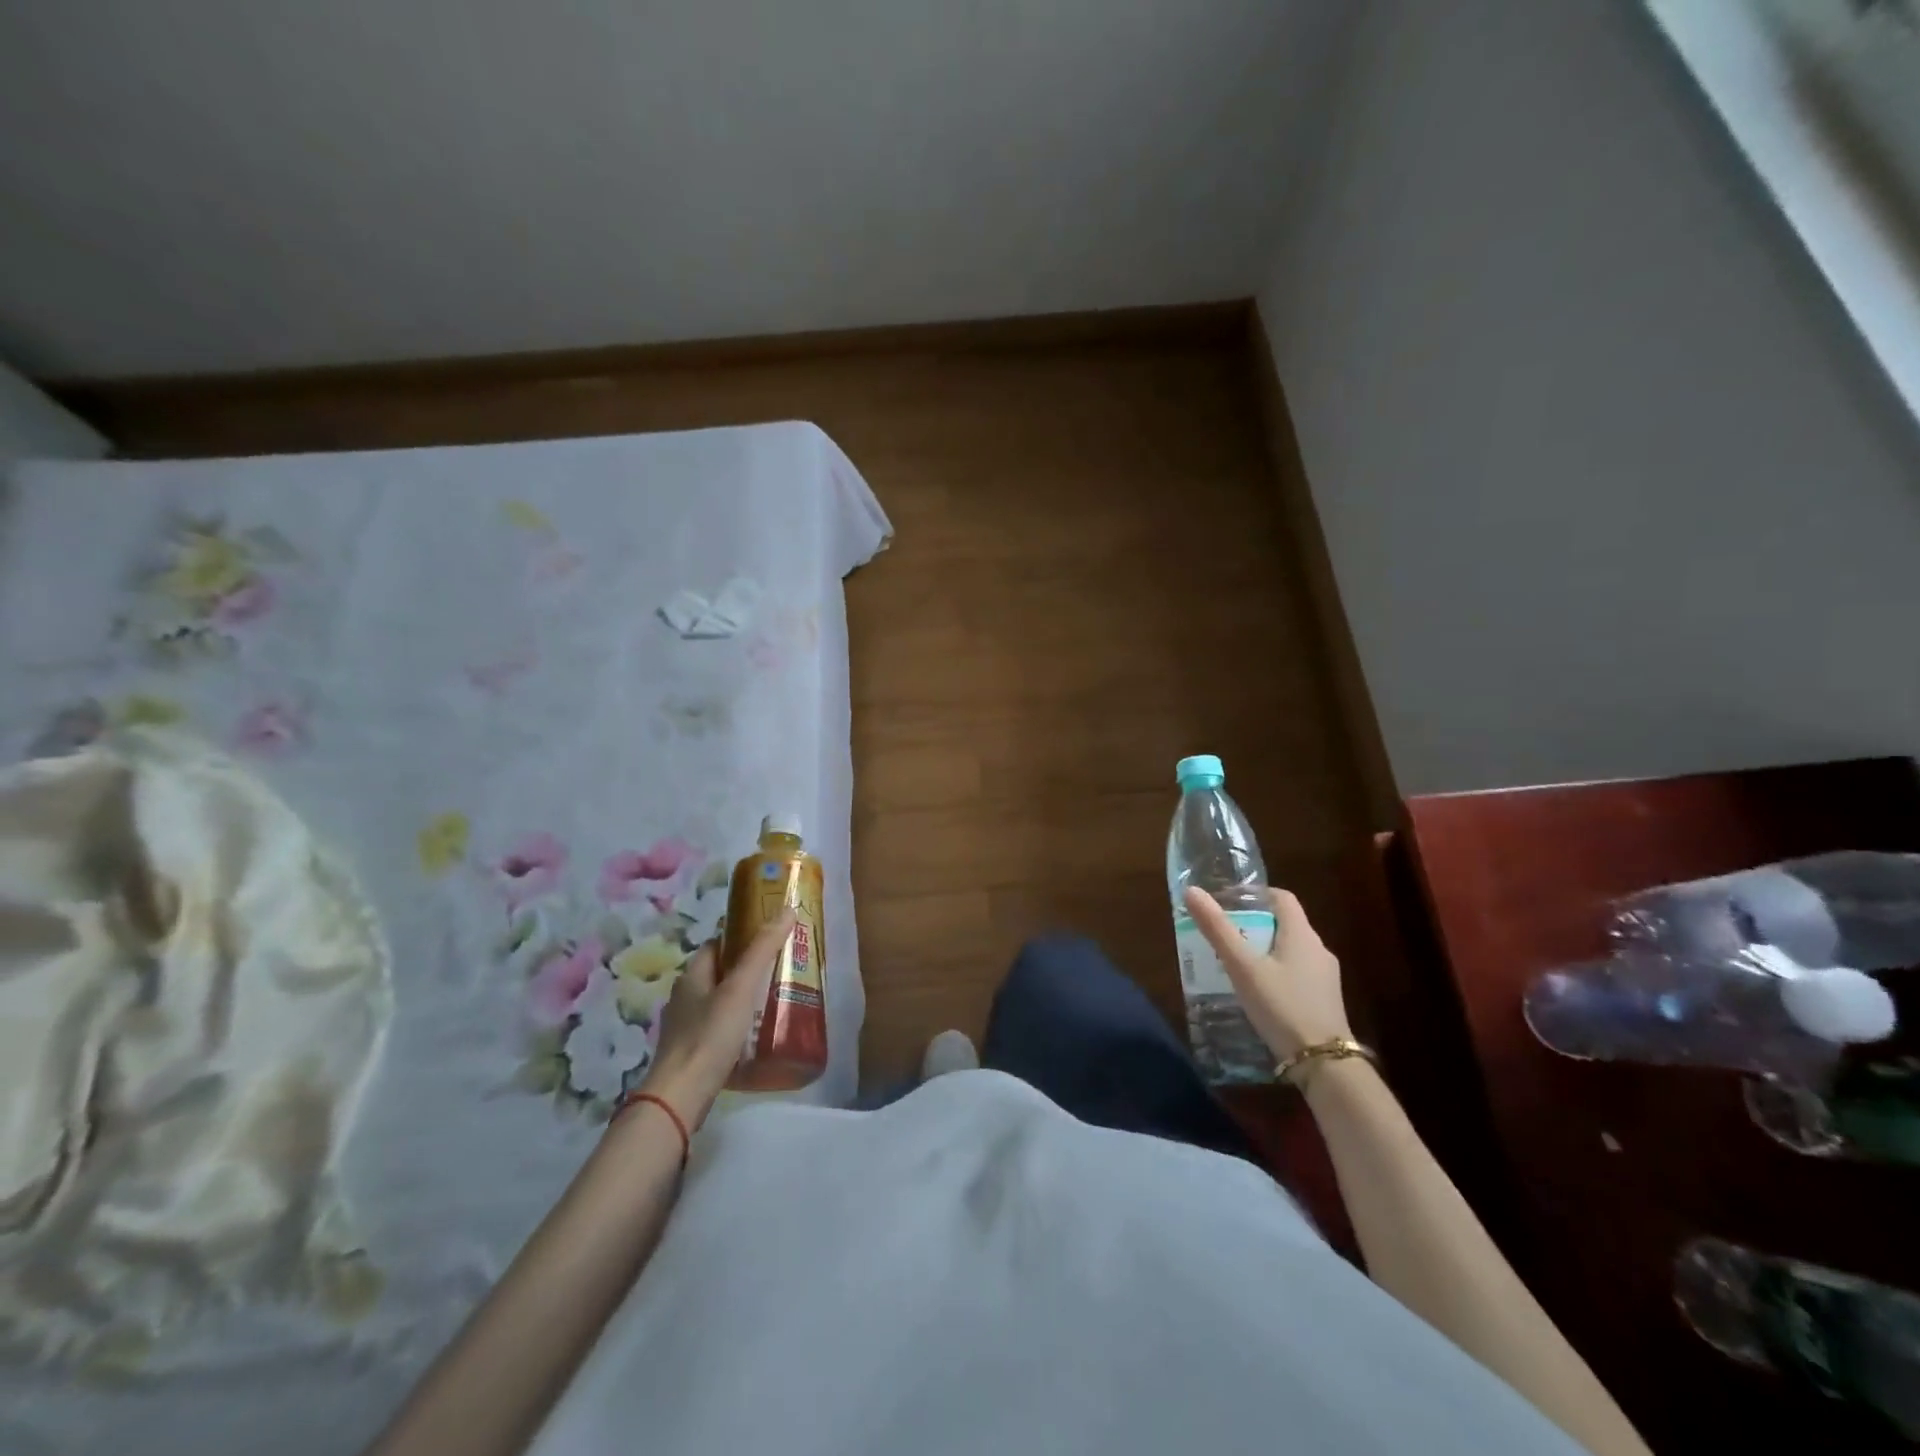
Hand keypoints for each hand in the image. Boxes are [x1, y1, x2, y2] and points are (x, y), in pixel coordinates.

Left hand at [640, 910, 794, 1127]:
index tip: (770, 939)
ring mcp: (685, 1027)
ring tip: (774, 1000)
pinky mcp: (692, 1052)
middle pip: (719, 973)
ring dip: (742, 998)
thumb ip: (763, 950)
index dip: (741, 938)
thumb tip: (786, 909)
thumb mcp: (740, 988)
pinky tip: (756, 1033)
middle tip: (780, 969)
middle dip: (746, 969)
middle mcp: (684, 997)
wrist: (680, 1097)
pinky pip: (718, 1027)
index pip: (716, 944)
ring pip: (719, 1001)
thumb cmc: (710, 1035)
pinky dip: (736, 1024)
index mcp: (692, 975)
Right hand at [1184, 887, 1350, 1060]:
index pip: (1282, 897)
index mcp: (1302, 934)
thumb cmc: (1282, 1006)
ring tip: (1234, 962)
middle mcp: (1318, 949)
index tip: (1228, 902)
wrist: (1323, 1064)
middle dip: (1253, 924)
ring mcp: (1325, 976)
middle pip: (1284, 923)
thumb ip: (1217, 929)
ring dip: (1263, 949)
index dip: (1255, 895)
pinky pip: (1296, 972)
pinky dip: (1275, 971)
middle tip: (1223, 934)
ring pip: (1290, 950)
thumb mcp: (1242, 967)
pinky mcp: (1324, 999)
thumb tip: (1191, 891)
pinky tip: (1257, 990)